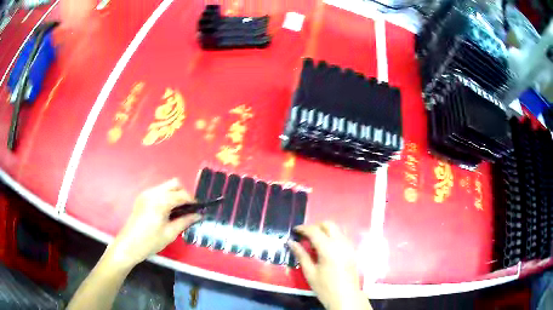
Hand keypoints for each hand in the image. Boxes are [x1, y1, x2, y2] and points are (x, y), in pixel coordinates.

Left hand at [106, 178, 200, 268]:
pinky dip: (166, 196)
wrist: (129, 245)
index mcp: (160, 201)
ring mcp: (146, 193)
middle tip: (187, 209)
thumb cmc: (150, 242)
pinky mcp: (142, 197)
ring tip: (177, 211)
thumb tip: (198, 215)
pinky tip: (166, 211)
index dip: (192, 201)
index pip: (182, 195)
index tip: (199, 209)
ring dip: (174, 194)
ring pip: (166, 186)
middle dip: (183, 193)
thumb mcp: (170, 233)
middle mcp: (153, 192)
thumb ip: (185, 221)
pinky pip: (158, 191)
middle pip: (174, 184)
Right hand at [288, 222, 371, 309]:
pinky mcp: (352, 250)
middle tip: (305, 236)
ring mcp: (349, 246)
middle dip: (315, 226)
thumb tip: (291, 242)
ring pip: (337, 229)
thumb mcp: (310, 273)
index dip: (303, 228)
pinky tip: (325, 247)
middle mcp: (341, 243)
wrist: (346, 297)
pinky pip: (342, 236)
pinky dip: (332, 236)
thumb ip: (301, 255)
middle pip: (329, 224)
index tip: (294, 230)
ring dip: (325, 230)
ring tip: (314, 242)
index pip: (314, 231)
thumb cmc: (325, 287)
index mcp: (329, 248)